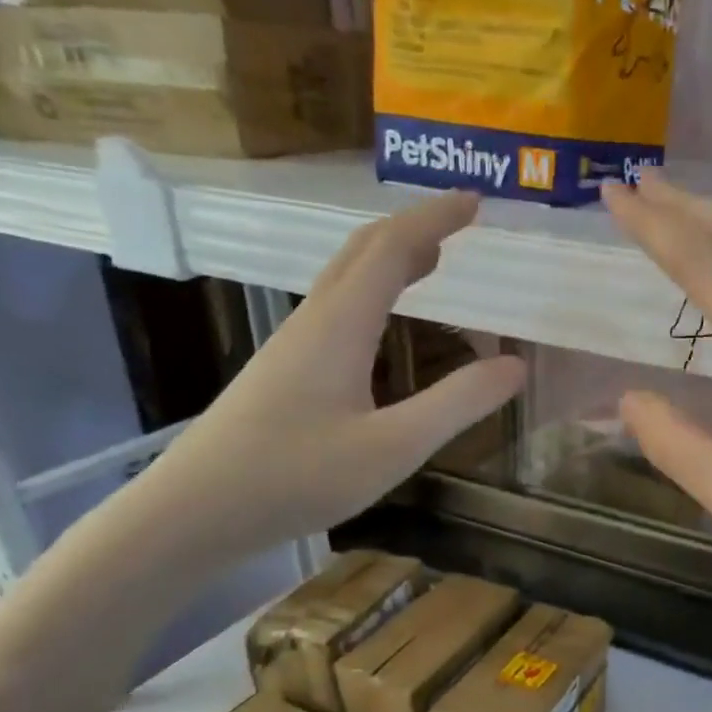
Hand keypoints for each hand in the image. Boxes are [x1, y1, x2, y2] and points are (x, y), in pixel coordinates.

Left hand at [127, 191, 523, 569]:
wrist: (195, 510)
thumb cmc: (296, 477)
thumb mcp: (392, 447)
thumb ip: (456, 404)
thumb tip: (515, 364)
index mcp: (340, 325)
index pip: (392, 248)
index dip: (435, 219)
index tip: (476, 201)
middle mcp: (313, 321)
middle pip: (362, 252)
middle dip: (414, 228)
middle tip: (459, 223)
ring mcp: (292, 346)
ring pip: (345, 280)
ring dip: (390, 258)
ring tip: (431, 262)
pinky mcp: (283, 373)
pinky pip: (337, 310)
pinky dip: (373, 294)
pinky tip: (382, 325)